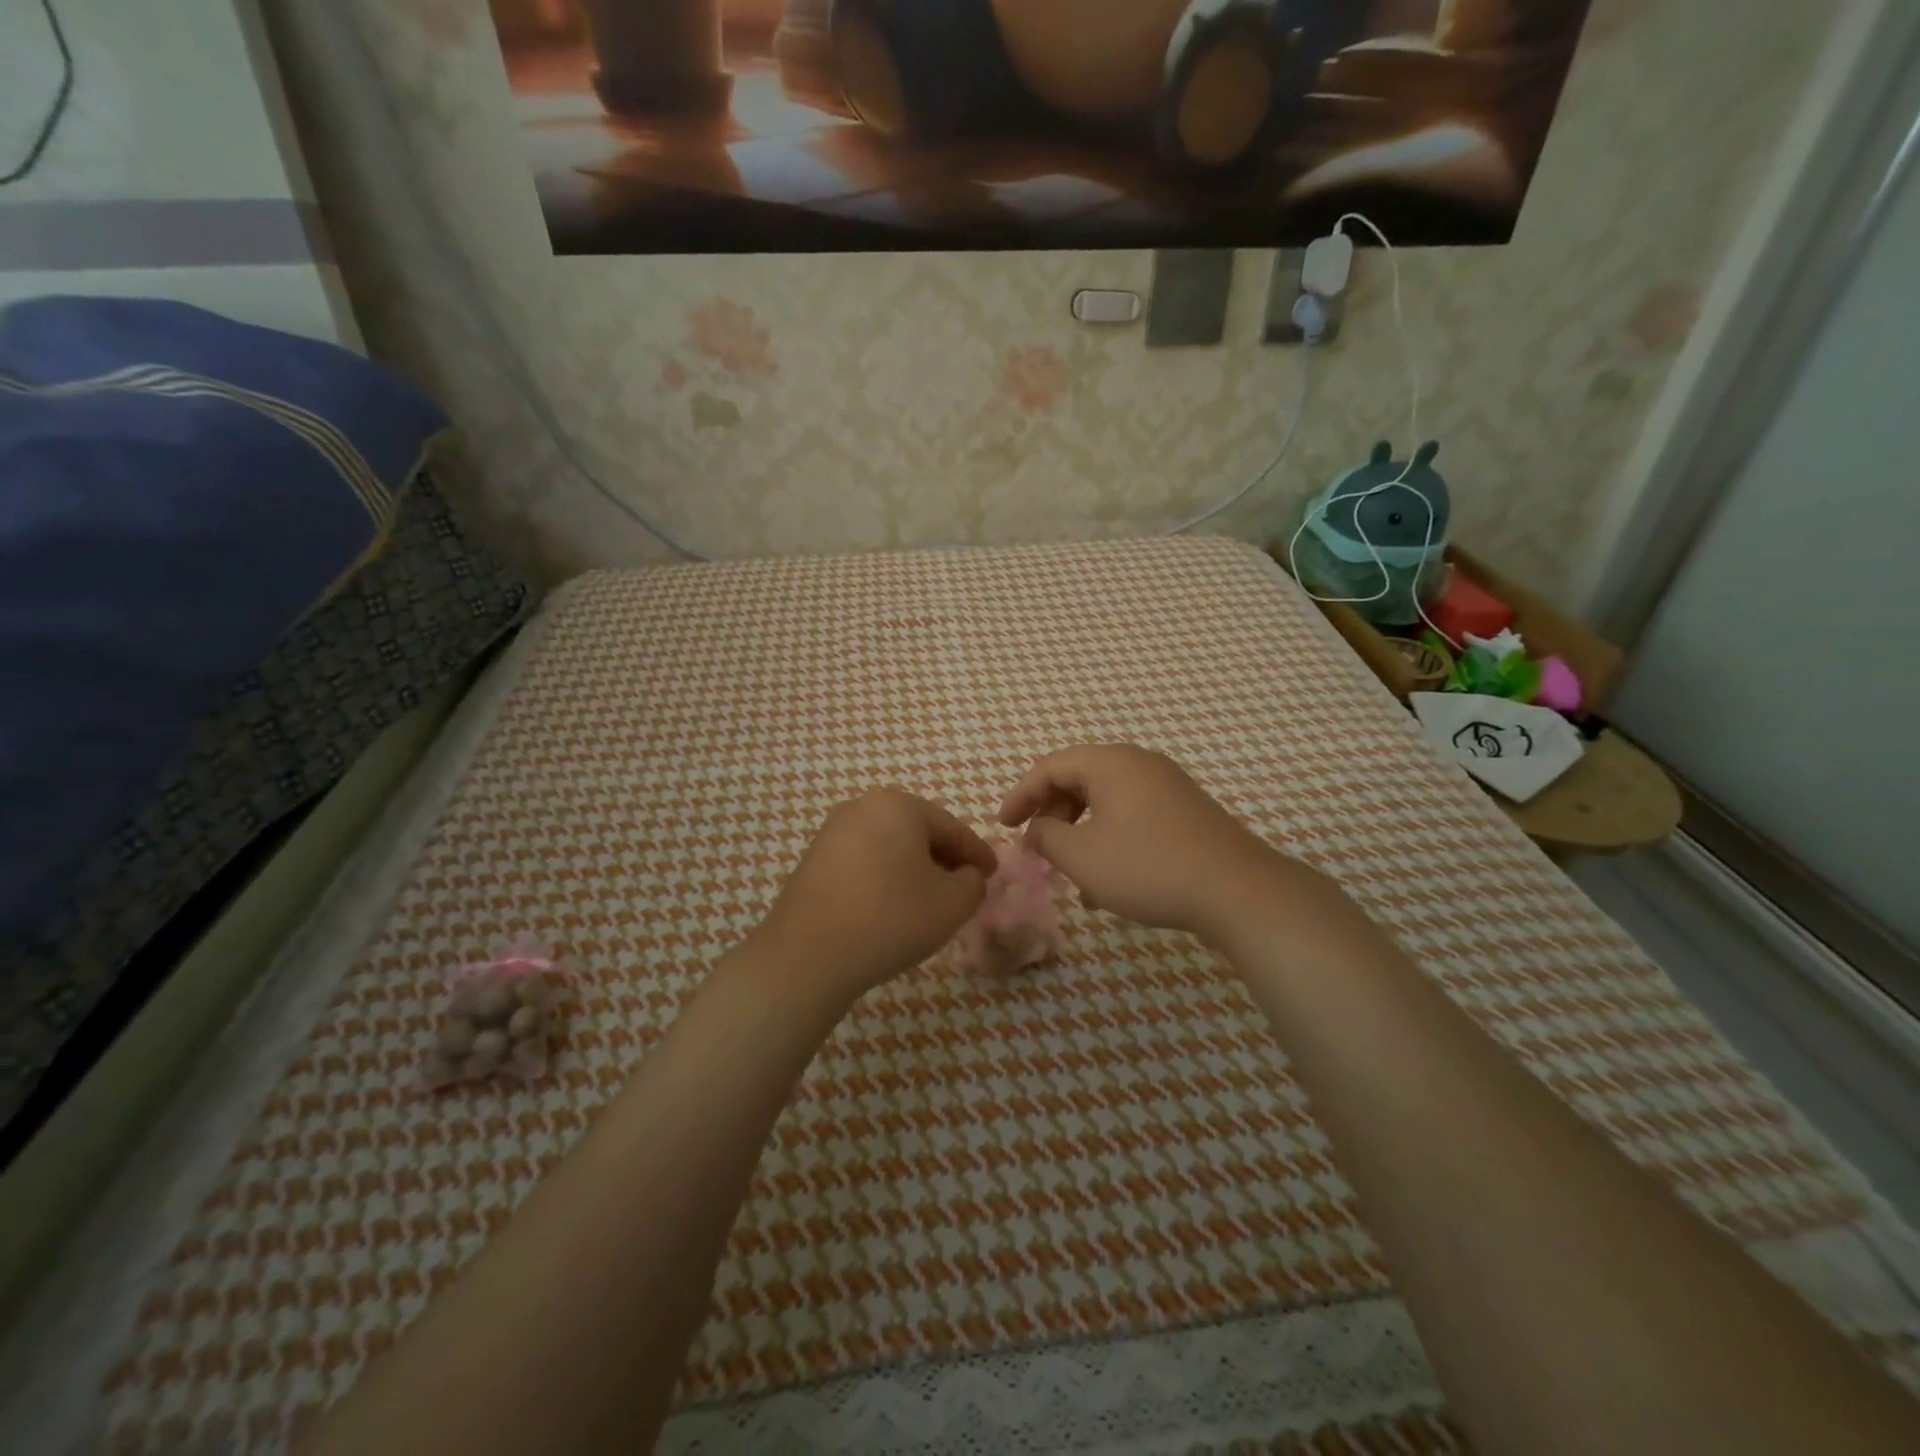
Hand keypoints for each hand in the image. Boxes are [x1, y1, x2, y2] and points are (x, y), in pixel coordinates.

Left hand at [749, 789, 997, 1000]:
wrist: (808, 954)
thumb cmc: (890, 919)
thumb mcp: (952, 904)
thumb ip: (974, 883)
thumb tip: (967, 875)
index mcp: (899, 805)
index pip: (952, 827)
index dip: (977, 853)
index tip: (994, 874)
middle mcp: (863, 806)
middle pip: (918, 831)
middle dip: (944, 858)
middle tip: (964, 886)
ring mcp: (833, 831)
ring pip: (890, 845)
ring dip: (914, 868)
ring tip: (929, 900)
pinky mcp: (814, 858)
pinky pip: (864, 860)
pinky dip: (885, 876)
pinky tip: (891, 906)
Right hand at [998, 744, 1280, 937]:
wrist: (1237, 891)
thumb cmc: (1148, 867)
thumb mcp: (1081, 856)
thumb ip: (1046, 836)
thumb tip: (1037, 829)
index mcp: (1110, 763)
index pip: (1049, 767)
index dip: (1020, 795)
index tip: (1002, 827)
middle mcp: (1139, 764)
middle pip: (1079, 780)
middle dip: (1051, 815)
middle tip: (1037, 849)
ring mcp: (1167, 786)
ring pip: (1106, 801)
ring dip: (1080, 832)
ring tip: (1070, 872)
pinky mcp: (1186, 812)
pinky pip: (1132, 815)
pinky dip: (1109, 839)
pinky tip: (1107, 881)